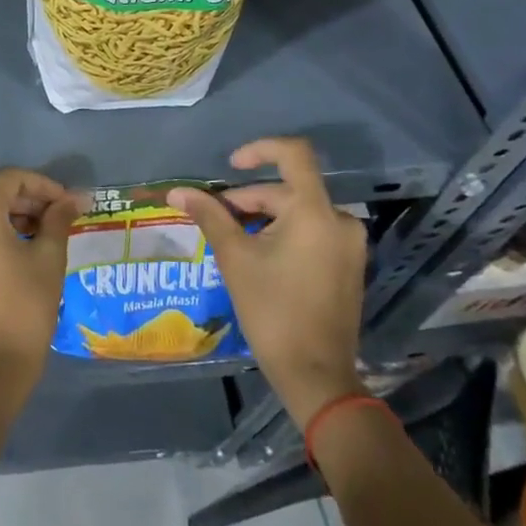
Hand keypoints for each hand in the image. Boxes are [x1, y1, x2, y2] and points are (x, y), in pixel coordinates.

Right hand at [167, 138, 366, 420]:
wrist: (316, 375)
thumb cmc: (272, 310)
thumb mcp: (234, 257)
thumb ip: (209, 215)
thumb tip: (176, 191)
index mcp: (315, 212)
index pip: (294, 154)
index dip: (259, 150)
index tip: (230, 166)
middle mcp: (340, 220)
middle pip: (288, 190)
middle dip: (248, 199)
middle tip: (215, 220)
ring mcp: (349, 244)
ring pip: (298, 212)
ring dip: (262, 218)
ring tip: (232, 242)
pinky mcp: (348, 265)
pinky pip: (312, 232)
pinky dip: (282, 234)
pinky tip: (258, 257)